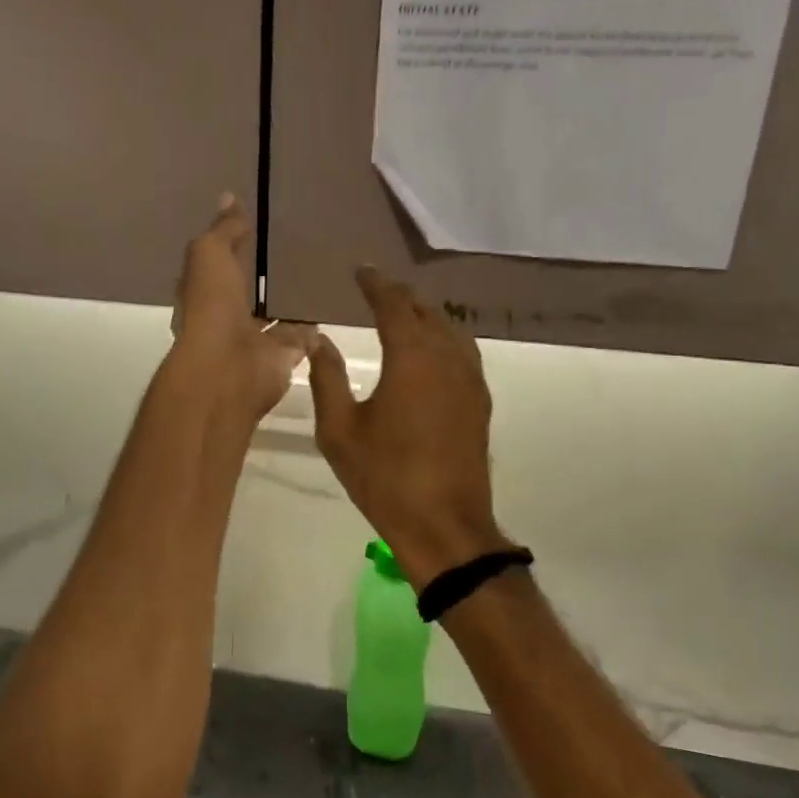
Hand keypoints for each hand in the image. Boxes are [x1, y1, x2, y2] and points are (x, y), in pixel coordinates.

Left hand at [170, 195, 317, 421]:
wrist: (229, 369)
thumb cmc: (211, 307)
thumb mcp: (210, 255)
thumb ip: (224, 231)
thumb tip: (229, 198)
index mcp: (204, 293)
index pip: (218, 265)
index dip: (231, 247)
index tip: (255, 226)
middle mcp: (228, 319)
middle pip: (249, 294)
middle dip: (265, 279)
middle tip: (297, 251)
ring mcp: (257, 341)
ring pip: (277, 318)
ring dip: (291, 305)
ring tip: (319, 277)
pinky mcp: (285, 357)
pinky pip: (302, 338)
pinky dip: (314, 328)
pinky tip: (332, 308)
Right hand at [309, 268, 505, 586]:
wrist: (443, 525)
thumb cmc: (384, 477)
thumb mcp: (339, 430)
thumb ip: (326, 378)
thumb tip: (319, 340)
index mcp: (411, 357)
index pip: (393, 304)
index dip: (376, 284)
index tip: (361, 272)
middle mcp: (446, 357)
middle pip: (425, 311)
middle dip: (400, 298)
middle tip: (377, 292)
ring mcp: (470, 380)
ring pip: (449, 330)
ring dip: (425, 316)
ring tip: (403, 316)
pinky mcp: (479, 402)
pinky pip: (463, 353)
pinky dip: (443, 340)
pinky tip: (430, 354)